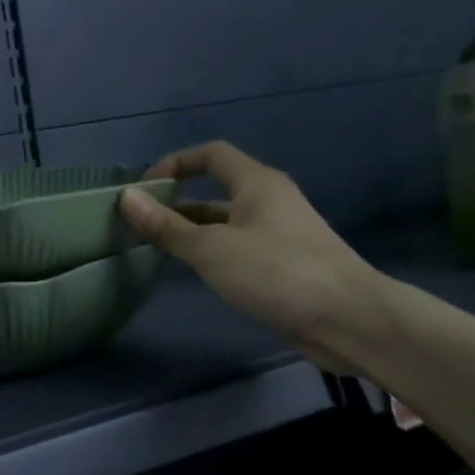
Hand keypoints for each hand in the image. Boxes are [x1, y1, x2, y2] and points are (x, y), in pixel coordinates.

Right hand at [117, 142, 385, 370]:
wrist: (348, 319)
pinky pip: (239, 247)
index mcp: (257, 184)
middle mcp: (270, 201)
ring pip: (227, 223)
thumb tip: (126, 198)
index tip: (145, 188)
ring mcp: (280, 234)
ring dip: (194, 231)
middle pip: (217, 190)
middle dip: (178, 203)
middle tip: (143, 225)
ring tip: (159, 250)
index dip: (176, 163)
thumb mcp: (211, 249)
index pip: (211, 155)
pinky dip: (214, 253)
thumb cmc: (276, 272)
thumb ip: (167, 226)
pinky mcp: (285, 264)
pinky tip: (196, 273)